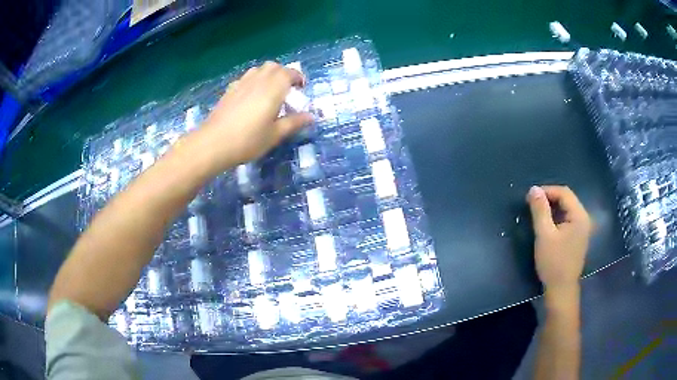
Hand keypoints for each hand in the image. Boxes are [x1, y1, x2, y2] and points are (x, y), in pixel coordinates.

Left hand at [190, 62, 312, 173]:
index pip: (289, 73)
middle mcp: (258, 80)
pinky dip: (254, 81)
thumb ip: (294, 123)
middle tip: (287, 89)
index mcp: (273, 88)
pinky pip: (246, 78)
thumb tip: (311, 117)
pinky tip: (251, 97)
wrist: (213, 143)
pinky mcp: (229, 90)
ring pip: (258, 70)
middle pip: (274, 67)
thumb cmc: (248, 140)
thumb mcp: (275, 134)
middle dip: (284, 73)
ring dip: (268, 75)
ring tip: (270, 91)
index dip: (298, 78)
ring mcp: (241, 83)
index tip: (302, 88)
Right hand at [527, 186, 592, 292]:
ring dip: (553, 208)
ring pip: (567, 209)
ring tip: (538, 213)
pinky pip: (568, 219)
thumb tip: (533, 189)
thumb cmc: (553, 262)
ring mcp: (582, 228)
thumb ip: (540, 210)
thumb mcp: (544, 235)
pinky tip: (548, 225)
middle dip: (550, 198)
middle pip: (567, 199)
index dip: (547, 190)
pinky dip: (557, 217)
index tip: (530, 197)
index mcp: (579, 216)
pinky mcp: (578, 237)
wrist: (561, 289)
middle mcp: (584, 218)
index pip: (564, 192)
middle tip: (533, 205)